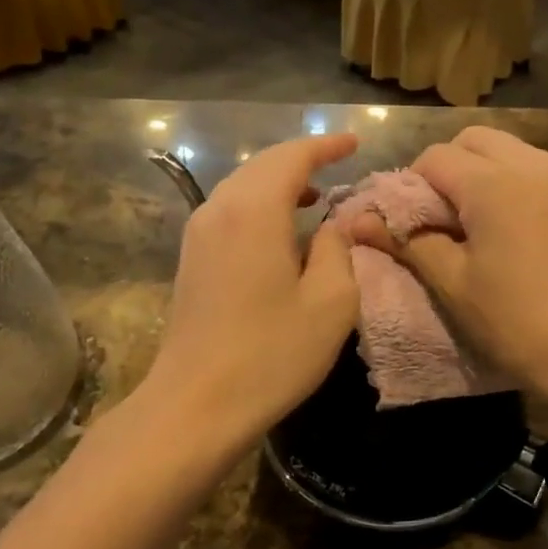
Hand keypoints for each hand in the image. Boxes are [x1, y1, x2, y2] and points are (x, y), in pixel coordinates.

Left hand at [144, 134, 359, 443]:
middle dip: (303, 159)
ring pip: (244, 186)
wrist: (194, 405)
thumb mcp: (330, 302)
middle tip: (339, 163)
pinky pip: (231, 210)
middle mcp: (220, 209)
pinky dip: (262, 204)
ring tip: (316, 195)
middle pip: (263, 165)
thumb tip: (337, 224)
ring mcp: (199, 234)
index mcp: (254, 211)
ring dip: (280, 182)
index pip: (292, 157)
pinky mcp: (192, 258)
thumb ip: (340, 249)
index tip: (355, 142)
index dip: (326, 146)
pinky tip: (282, 230)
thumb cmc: (271, 354)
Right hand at [349, 127, 547, 405]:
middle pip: (471, 141)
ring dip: (479, 172)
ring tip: (472, 224)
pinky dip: (508, 182)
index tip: (411, 226)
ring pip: (505, 149)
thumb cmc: (518, 321)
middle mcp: (532, 163)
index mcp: (494, 181)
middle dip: (445, 169)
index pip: (434, 158)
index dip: (411, 186)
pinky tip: (507, 228)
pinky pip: (532, 168)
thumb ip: (407, 241)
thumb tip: (356, 220)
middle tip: (439, 219)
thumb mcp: (453, 283)